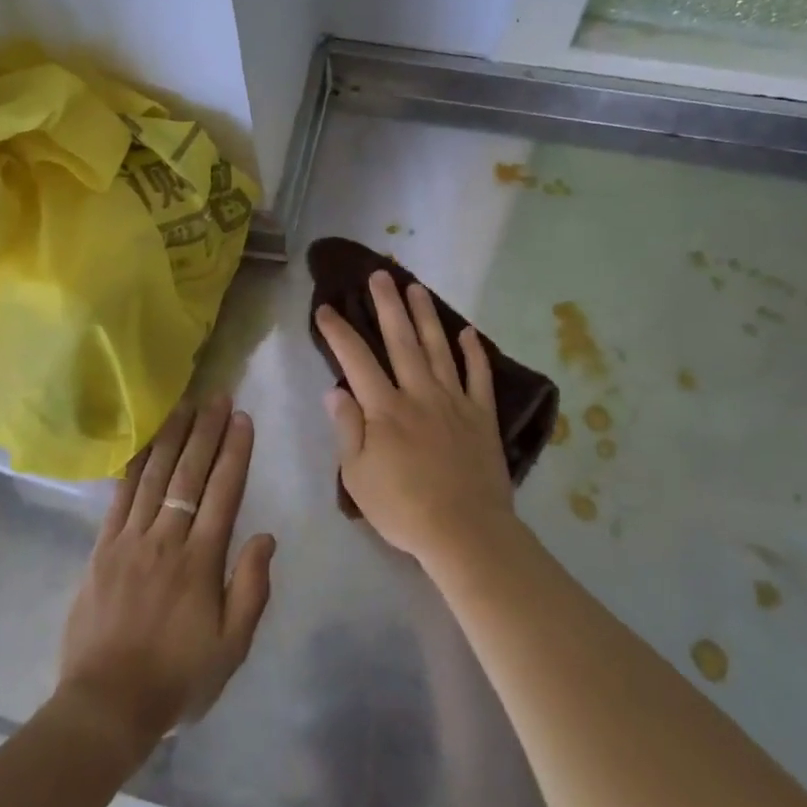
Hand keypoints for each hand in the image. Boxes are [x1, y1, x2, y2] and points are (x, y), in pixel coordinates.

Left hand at [57, 397, 275, 759]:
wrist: (106, 705)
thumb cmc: (177, 677)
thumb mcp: (232, 647)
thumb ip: (251, 589)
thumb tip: (266, 536)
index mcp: (200, 561)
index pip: (222, 493)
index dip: (234, 453)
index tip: (242, 419)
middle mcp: (166, 539)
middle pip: (189, 474)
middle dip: (206, 432)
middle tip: (217, 397)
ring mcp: (129, 540)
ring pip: (154, 476)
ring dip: (172, 437)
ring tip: (184, 405)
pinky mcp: (102, 548)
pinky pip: (120, 497)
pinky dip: (134, 465)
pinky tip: (144, 443)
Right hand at [315, 271, 517, 567]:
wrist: (466, 532)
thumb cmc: (403, 509)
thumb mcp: (357, 476)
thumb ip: (347, 429)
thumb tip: (334, 390)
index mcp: (385, 408)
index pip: (356, 360)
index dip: (338, 332)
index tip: (325, 308)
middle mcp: (419, 394)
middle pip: (401, 340)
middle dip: (387, 304)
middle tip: (380, 274)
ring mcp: (454, 401)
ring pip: (438, 348)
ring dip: (426, 316)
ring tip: (416, 287)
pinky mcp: (481, 416)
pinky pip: (478, 377)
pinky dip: (474, 353)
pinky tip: (467, 333)